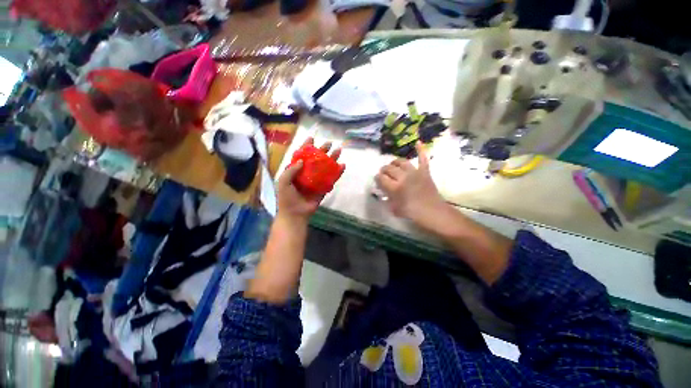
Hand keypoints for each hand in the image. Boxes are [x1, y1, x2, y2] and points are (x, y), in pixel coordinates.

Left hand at [277, 138, 340, 220]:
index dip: (306, 146)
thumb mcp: (284, 182)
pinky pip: (331, 179)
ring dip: (332, 159)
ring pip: (325, 167)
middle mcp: (307, 174)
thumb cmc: (287, 198)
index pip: (302, 155)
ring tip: (339, 150)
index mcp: (296, 171)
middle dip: (323, 150)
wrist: (295, 214)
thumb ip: (291, 170)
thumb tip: (302, 160)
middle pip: (316, 160)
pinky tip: (342, 166)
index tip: (312, 138)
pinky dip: (337, 173)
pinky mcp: (323, 188)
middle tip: (330, 143)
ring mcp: (316, 181)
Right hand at [375, 142, 446, 226]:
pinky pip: (423, 159)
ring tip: (392, 165)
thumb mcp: (395, 209)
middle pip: (389, 169)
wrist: (433, 213)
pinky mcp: (425, 172)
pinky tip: (418, 142)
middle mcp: (403, 177)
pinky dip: (421, 150)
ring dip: (394, 162)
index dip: (377, 178)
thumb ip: (387, 199)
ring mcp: (415, 173)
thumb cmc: (412, 213)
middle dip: (383, 170)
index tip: (377, 180)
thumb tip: (383, 193)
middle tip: (383, 174)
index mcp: (395, 188)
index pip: (381, 179)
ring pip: (401, 162)